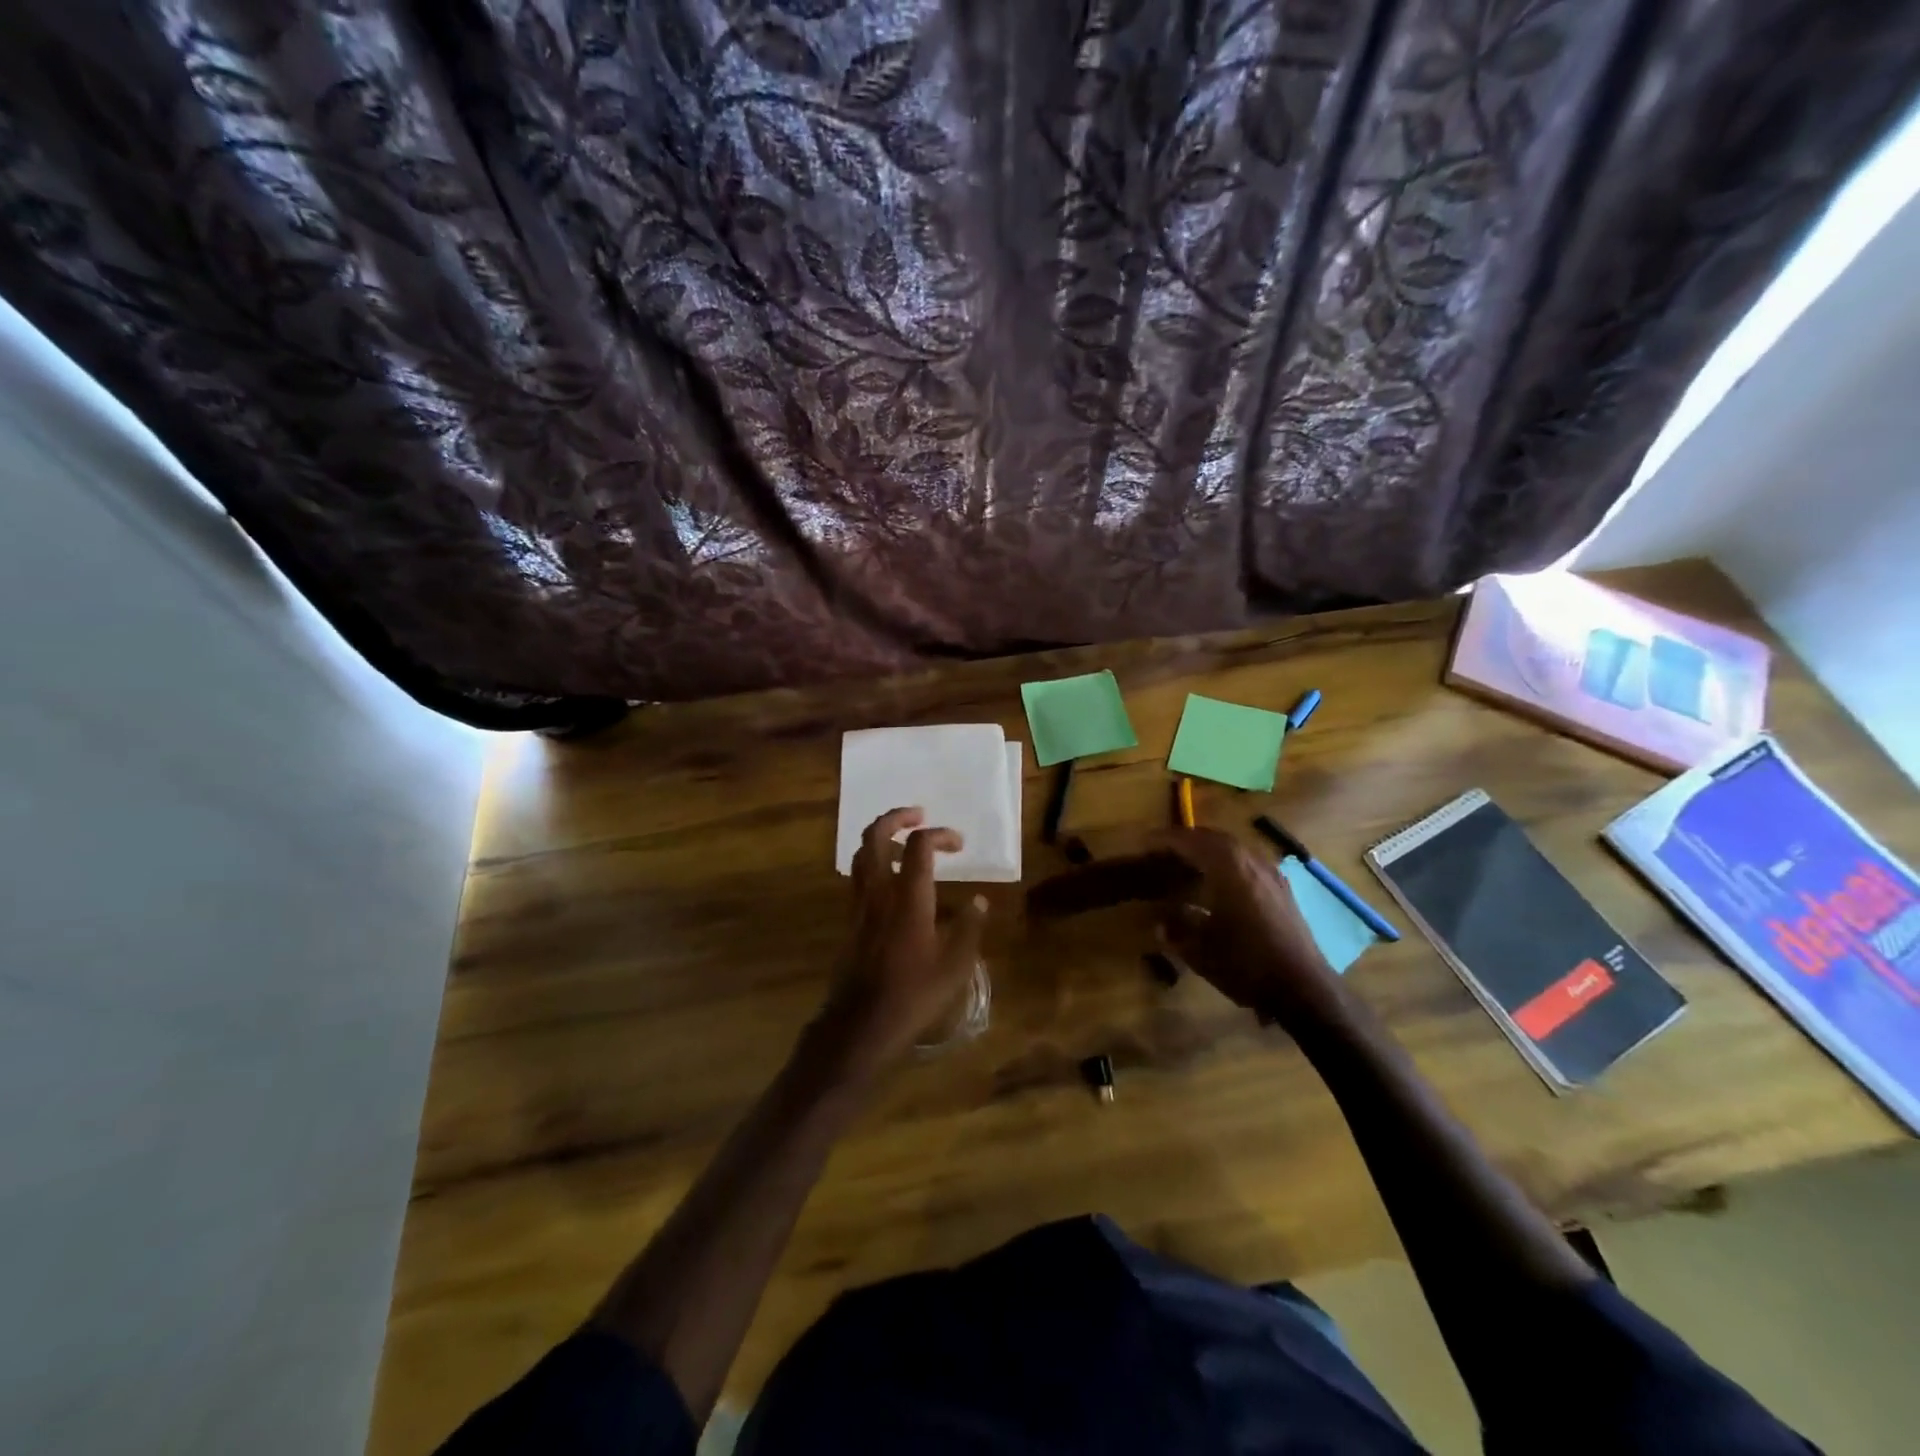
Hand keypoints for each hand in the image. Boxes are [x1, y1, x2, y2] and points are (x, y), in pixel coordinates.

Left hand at [812, 807, 987, 1080]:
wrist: (860, 1024)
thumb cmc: (912, 996)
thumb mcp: (954, 967)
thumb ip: (968, 929)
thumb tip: (979, 901)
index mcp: (908, 899)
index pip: (919, 846)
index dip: (940, 834)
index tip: (958, 844)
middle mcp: (879, 892)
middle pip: (875, 835)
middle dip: (897, 817)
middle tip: (919, 816)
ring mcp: (859, 904)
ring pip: (860, 853)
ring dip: (881, 836)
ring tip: (904, 841)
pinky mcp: (849, 919)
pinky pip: (857, 875)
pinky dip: (872, 861)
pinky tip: (890, 877)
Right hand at [1155, 827, 1348, 1031]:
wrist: (1303, 987)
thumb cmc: (1246, 963)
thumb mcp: (1199, 950)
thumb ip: (1176, 929)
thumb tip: (1160, 922)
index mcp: (1227, 866)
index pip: (1189, 841)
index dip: (1164, 839)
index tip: (1145, 842)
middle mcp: (1251, 860)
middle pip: (1213, 838)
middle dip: (1187, 840)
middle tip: (1164, 850)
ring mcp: (1271, 873)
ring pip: (1234, 848)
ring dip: (1209, 850)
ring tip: (1188, 864)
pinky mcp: (1283, 889)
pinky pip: (1248, 862)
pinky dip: (1228, 863)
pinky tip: (1220, 883)